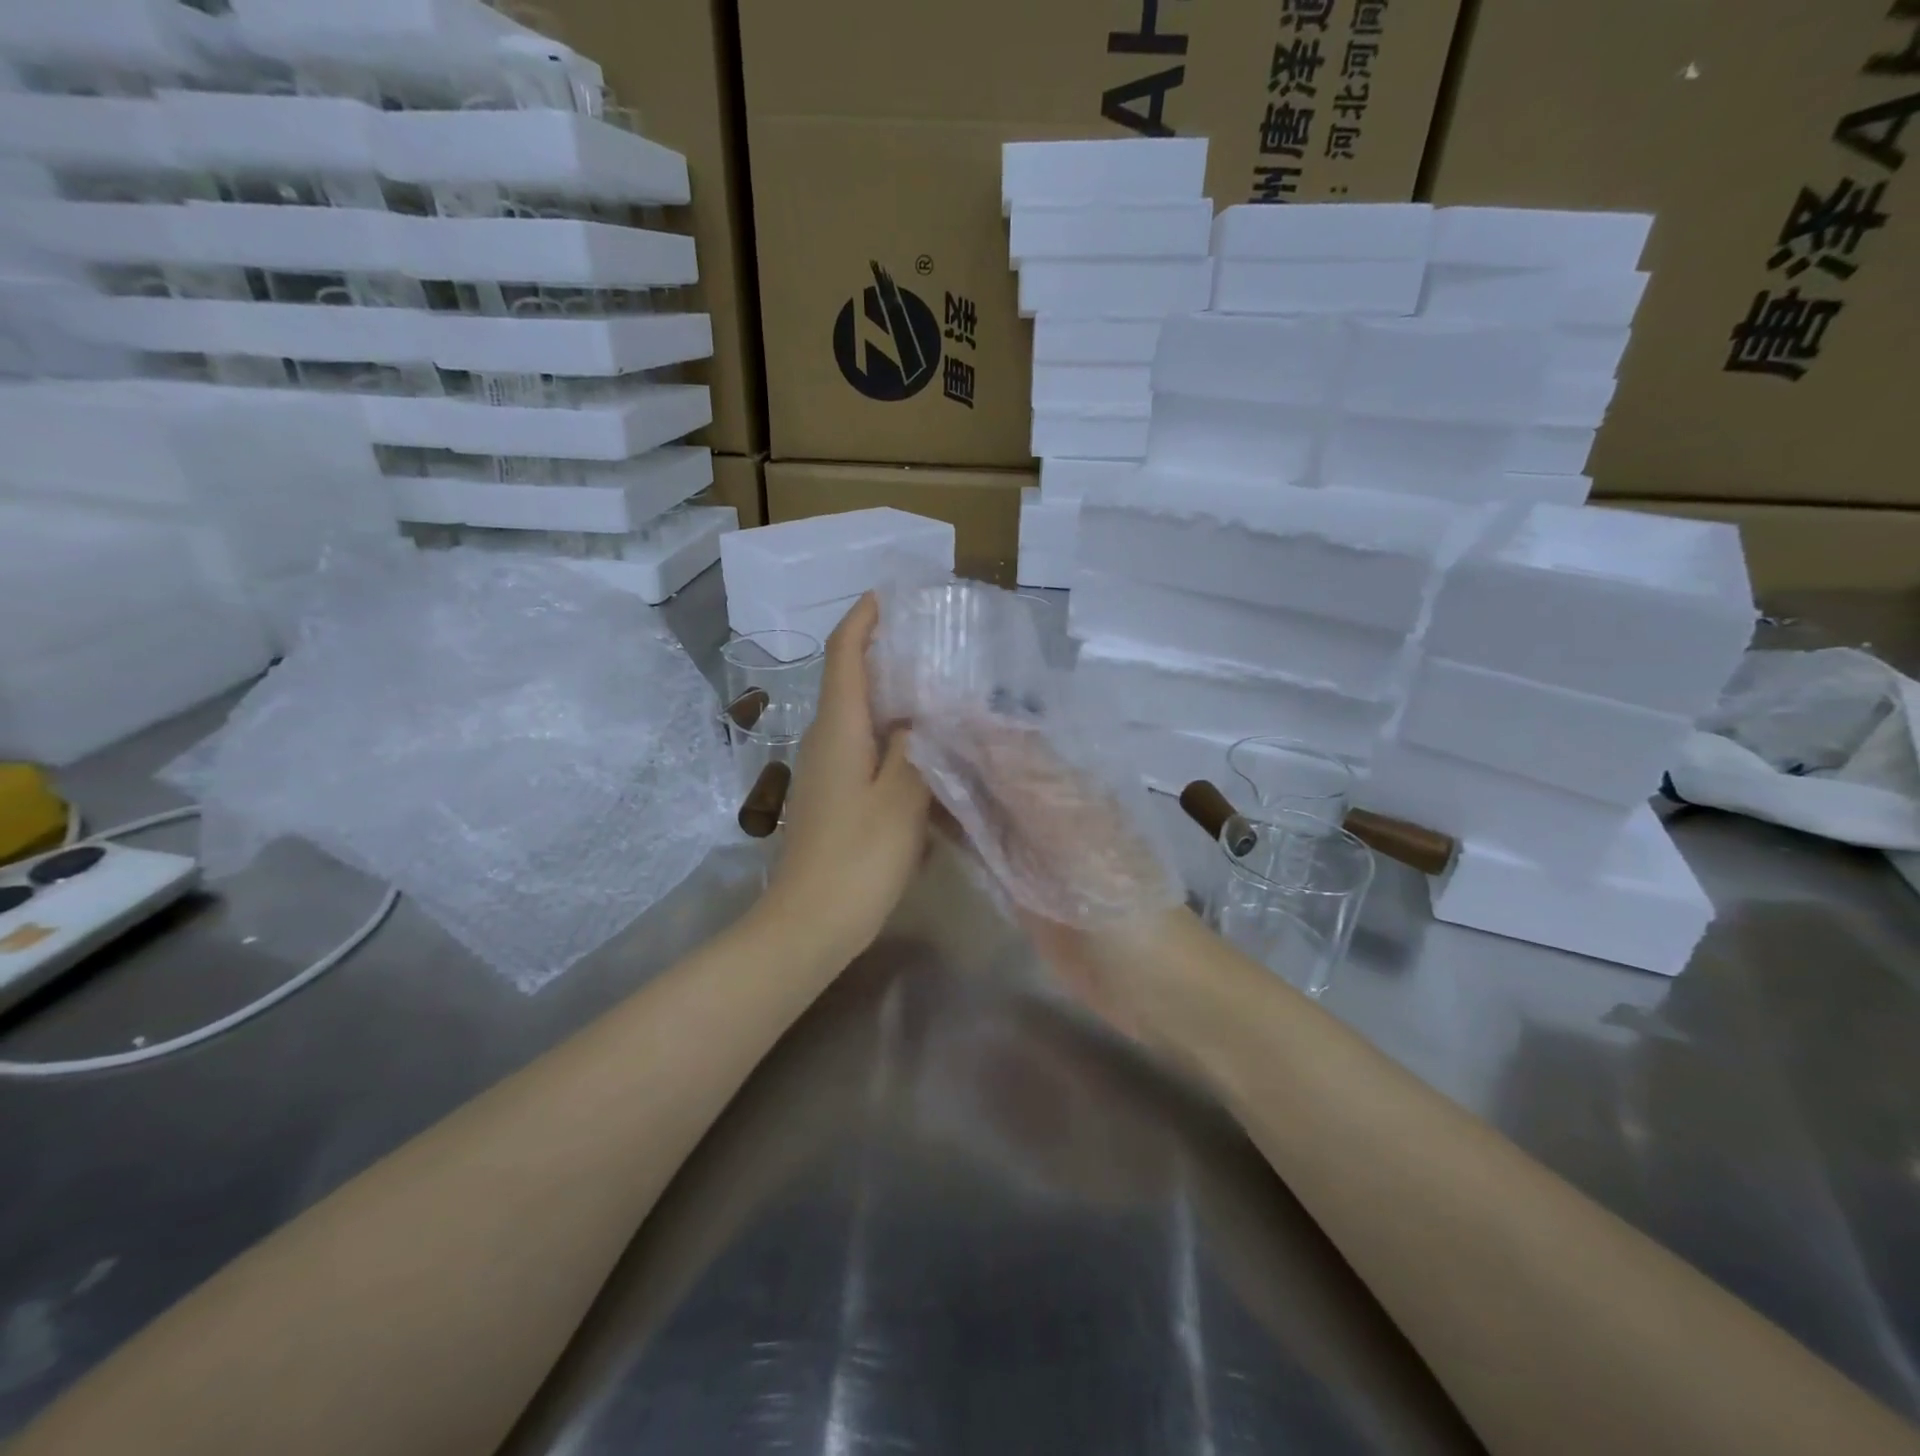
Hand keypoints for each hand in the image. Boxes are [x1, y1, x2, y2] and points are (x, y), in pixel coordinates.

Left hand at [759, 594, 929, 958]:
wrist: (809, 926)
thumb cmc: (857, 860)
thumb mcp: (902, 800)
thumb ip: (918, 748)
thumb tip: (924, 713)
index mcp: (838, 730)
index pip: (843, 656)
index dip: (862, 620)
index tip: (888, 595)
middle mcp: (824, 741)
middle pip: (850, 681)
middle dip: (884, 654)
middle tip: (933, 644)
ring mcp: (826, 772)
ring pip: (859, 718)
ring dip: (892, 698)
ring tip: (940, 691)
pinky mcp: (834, 798)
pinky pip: (864, 750)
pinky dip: (892, 737)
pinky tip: (926, 751)